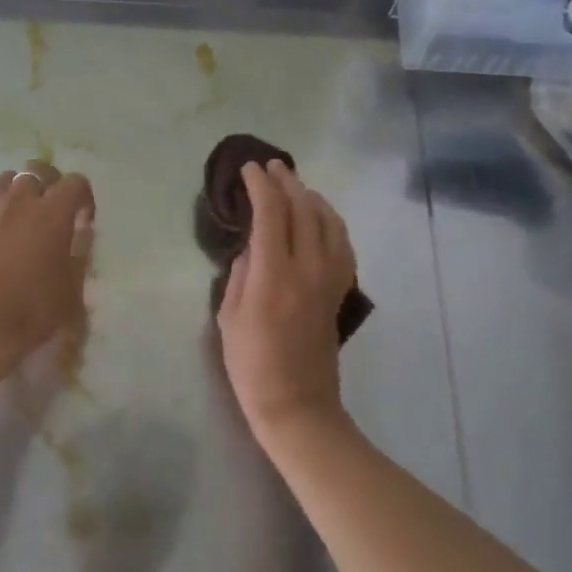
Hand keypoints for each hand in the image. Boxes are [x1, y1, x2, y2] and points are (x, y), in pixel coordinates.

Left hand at [0, 159, 94, 375]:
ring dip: (16, 192)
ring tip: (19, 216)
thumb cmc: (32, 311)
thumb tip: (80, 231)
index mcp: (53, 212)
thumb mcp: (72, 288)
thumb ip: (79, 252)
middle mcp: (20, 200)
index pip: (76, 182)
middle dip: (50, 184)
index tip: (83, 221)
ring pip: (4, 180)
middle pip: (37, 170)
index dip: (83, 198)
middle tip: (52, 212)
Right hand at [217, 160, 357, 440]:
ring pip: (328, 221)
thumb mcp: (229, 317)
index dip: (260, 185)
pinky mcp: (340, 290)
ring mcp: (330, 279)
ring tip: (296, 186)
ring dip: (311, 197)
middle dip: (286, 182)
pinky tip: (321, 218)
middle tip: (271, 167)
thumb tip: (252, 248)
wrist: (297, 404)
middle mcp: (308, 268)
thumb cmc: (251, 365)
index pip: (271, 212)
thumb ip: (240, 274)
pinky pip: (342, 244)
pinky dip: (331, 221)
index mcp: (274, 275)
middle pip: (303, 208)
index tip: (249, 170)